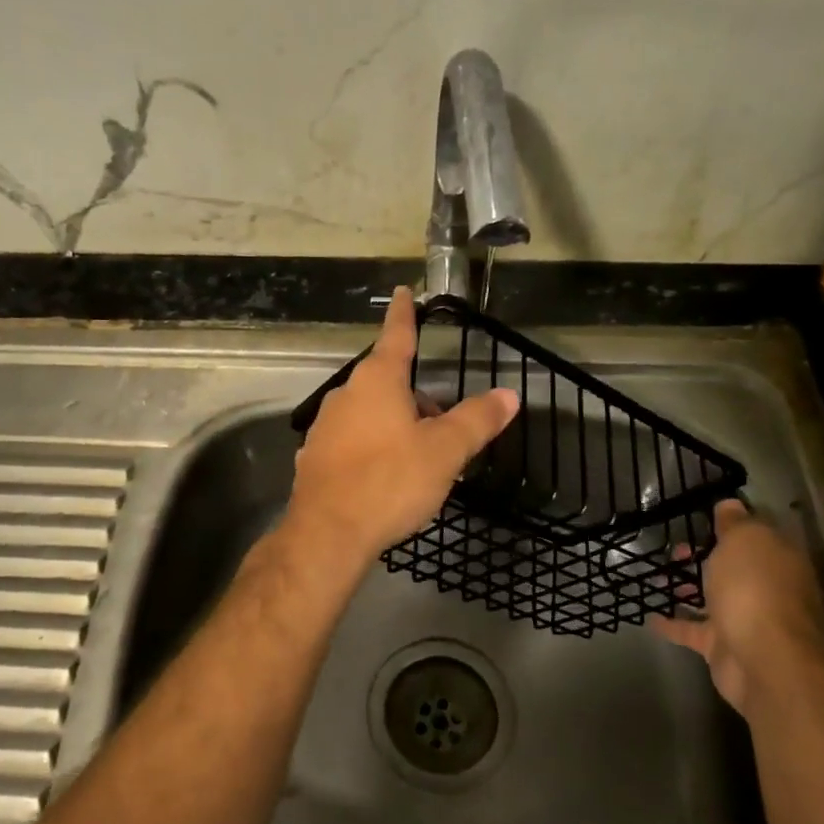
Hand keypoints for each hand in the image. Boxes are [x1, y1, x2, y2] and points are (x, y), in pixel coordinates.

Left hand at [289, 287, 519, 565]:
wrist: (328, 532)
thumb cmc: (390, 481)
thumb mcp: (444, 451)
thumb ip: (477, 420)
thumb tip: (509, 395)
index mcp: (378, 381)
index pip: (397, 335)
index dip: (404, 313)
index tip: (402, 291)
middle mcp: (346, 394)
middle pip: (387, 381)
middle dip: (415, 396)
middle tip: (442, 426)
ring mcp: (325, 425)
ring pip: (369, 412)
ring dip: (395, 423)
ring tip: (418, 458)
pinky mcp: (315, 456)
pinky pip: (352, 440)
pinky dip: (372, 447)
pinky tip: (385, 477)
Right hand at [649, 499, 823, 721]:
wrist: (763, 661)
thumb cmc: (754, 589)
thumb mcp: (744, 541)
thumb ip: (735, 523)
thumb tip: (731, 504)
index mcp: (778, 560)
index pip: (757, 536)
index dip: (732, 525)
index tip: (703, 518)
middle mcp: (767, 589)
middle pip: (734, 568)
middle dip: (705, 558)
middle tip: (674, 549)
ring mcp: (746, 620)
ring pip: (714, 598)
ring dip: (689, 589)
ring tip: (656, 577)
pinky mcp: (723, 647)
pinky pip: (693, 630)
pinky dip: (673, 624)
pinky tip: (650, 616)